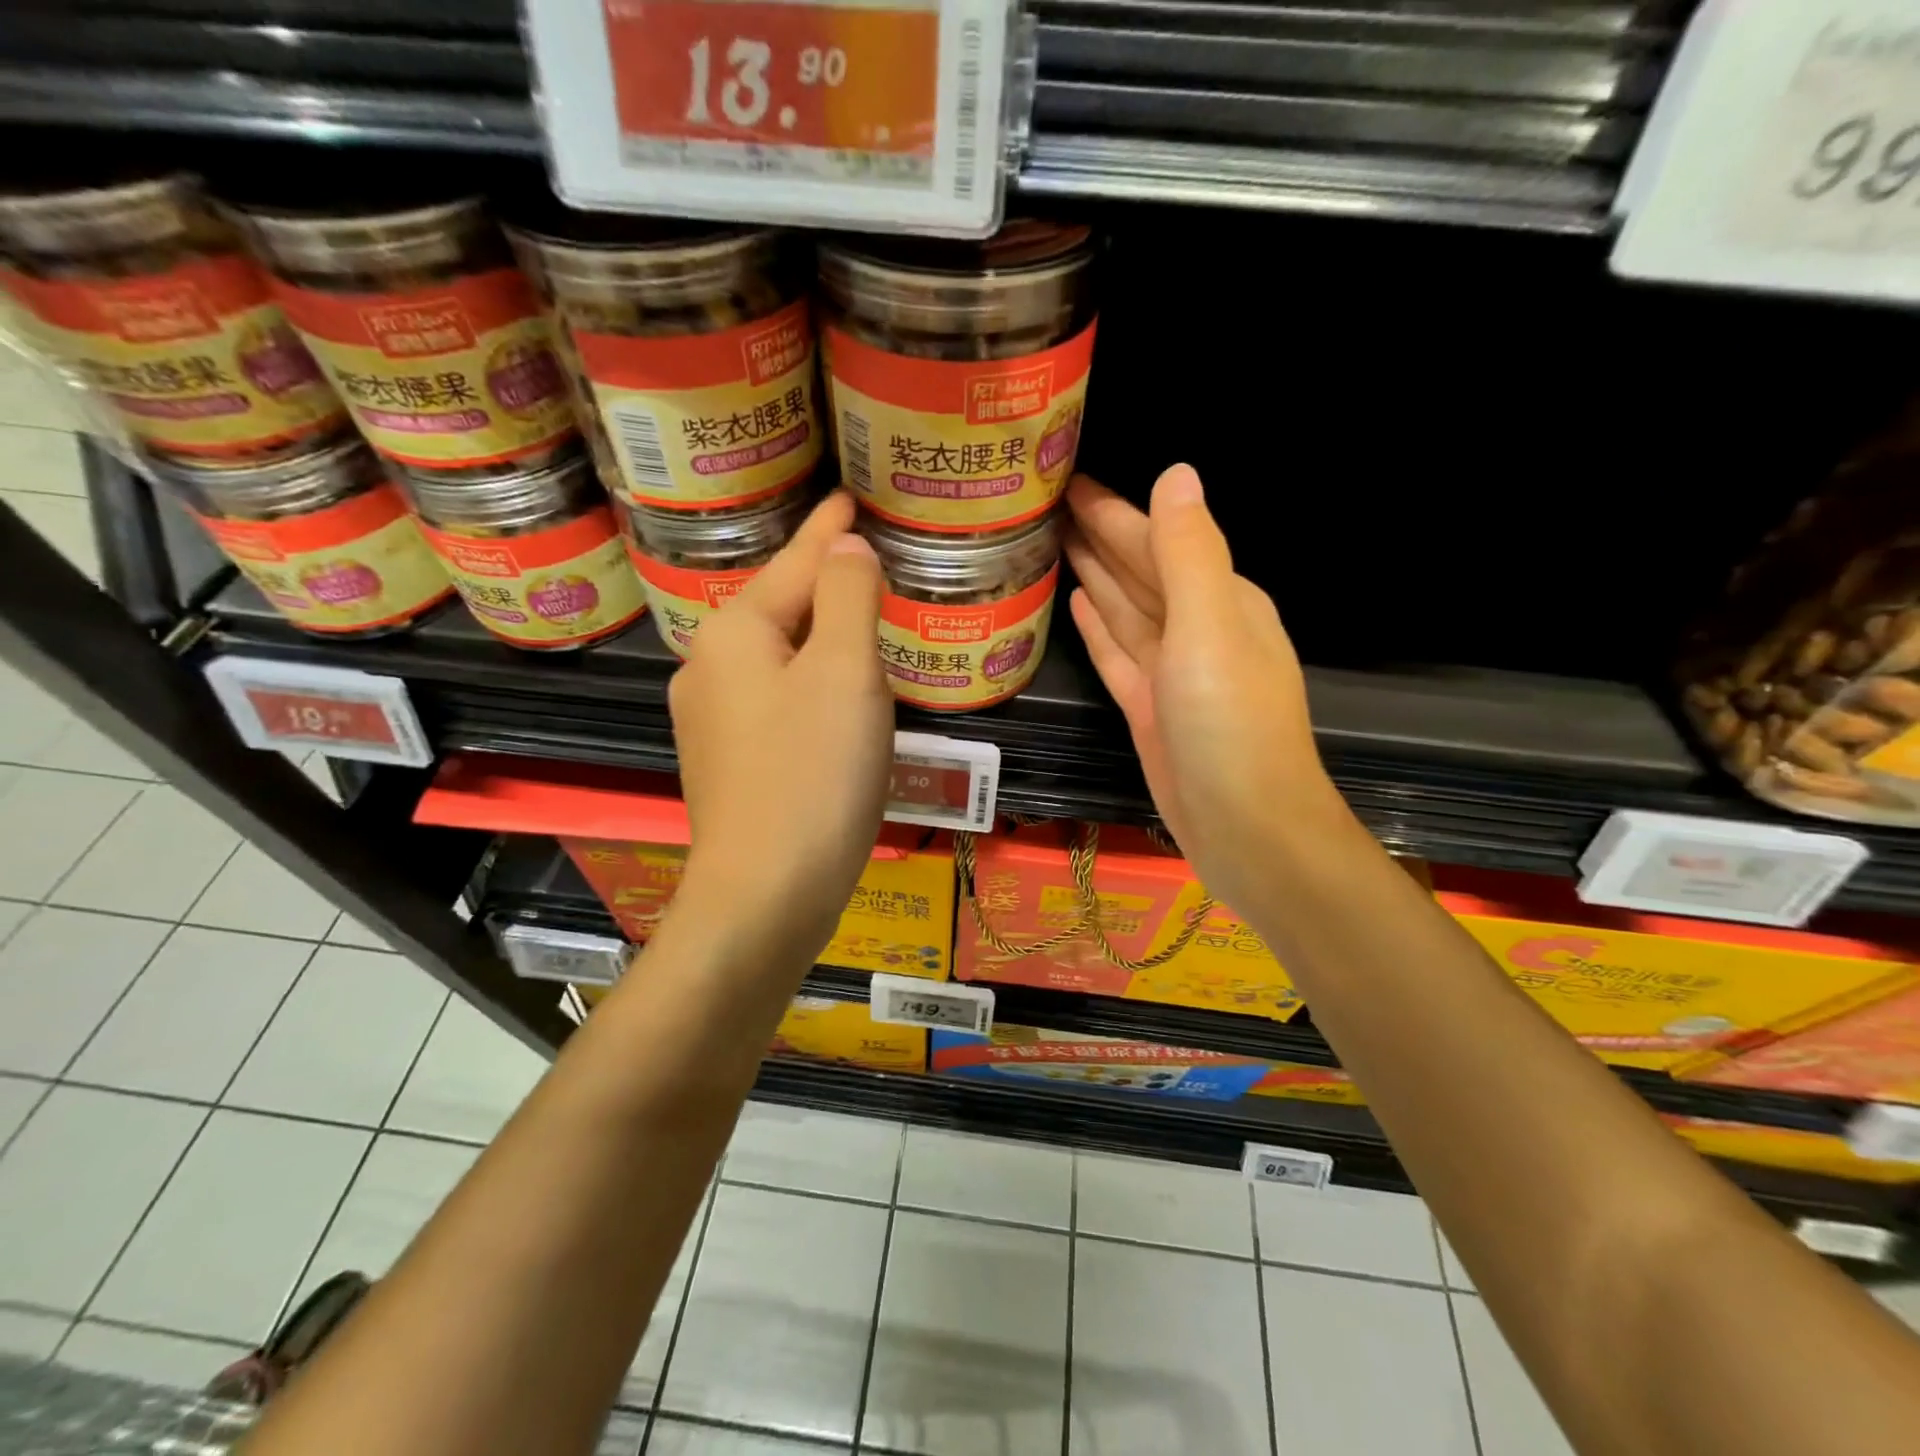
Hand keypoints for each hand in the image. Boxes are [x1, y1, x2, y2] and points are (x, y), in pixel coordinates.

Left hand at [668, 491, 893, 967]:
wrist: (766, 894)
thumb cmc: (813, 773)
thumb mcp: (845, 672)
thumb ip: (849, 596)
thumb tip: (845, 547)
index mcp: (734, 631)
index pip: (795, 561)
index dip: (828, 528)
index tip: (849, 496)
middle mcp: (708, 666)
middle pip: (781, 608)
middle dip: (824, 583)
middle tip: (870, 560)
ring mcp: (710, 719)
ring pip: (778, 657)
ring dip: (820, 638)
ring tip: (862, 622)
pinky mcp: (726, 761)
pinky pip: (776, 699)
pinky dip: (810, 685)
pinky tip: (834, 698)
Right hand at [1065, 466, 1344, 912]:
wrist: (1246, 829)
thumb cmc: (1230, 725)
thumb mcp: (1212, 627)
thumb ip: (1189, 553)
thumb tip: (1176, 473)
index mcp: (1221, 600)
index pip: (1159, 539)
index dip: (1114, 509)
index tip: (1068, 480)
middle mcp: (1198, 628)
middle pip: (1139, 570)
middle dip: (1099, 535)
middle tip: (1046, 503)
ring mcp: (1172, 672)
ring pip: (1126, 609)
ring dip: (1095, 574)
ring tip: (1053, 542)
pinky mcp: (1149, 708)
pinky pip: (1118, 653)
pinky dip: (1100, 627)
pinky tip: (1077, 602)